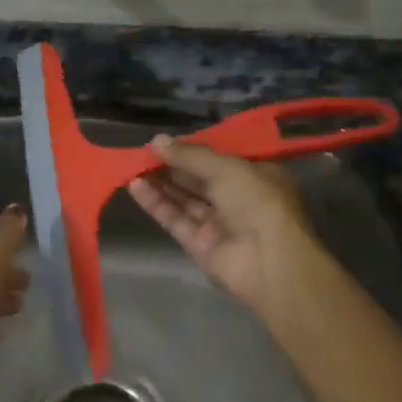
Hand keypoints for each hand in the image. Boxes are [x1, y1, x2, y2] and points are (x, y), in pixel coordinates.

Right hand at [128, 135, 322, 313]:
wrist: (269, 261)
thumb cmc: (257, 201)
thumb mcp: (226, 167)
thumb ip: (189, 155)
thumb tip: (156, 141)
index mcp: (255, 176)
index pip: (219, 160)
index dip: (192, 150)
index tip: (165, 142)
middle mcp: (238, 199)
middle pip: (198, 179)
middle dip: (171, 165)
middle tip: (142, 153)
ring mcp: (218, 224)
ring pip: (183, 199)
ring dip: (159, 183)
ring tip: (132, 166)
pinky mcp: (199, 245)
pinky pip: (174, 219)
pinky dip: (155, 203)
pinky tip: (135, 186)